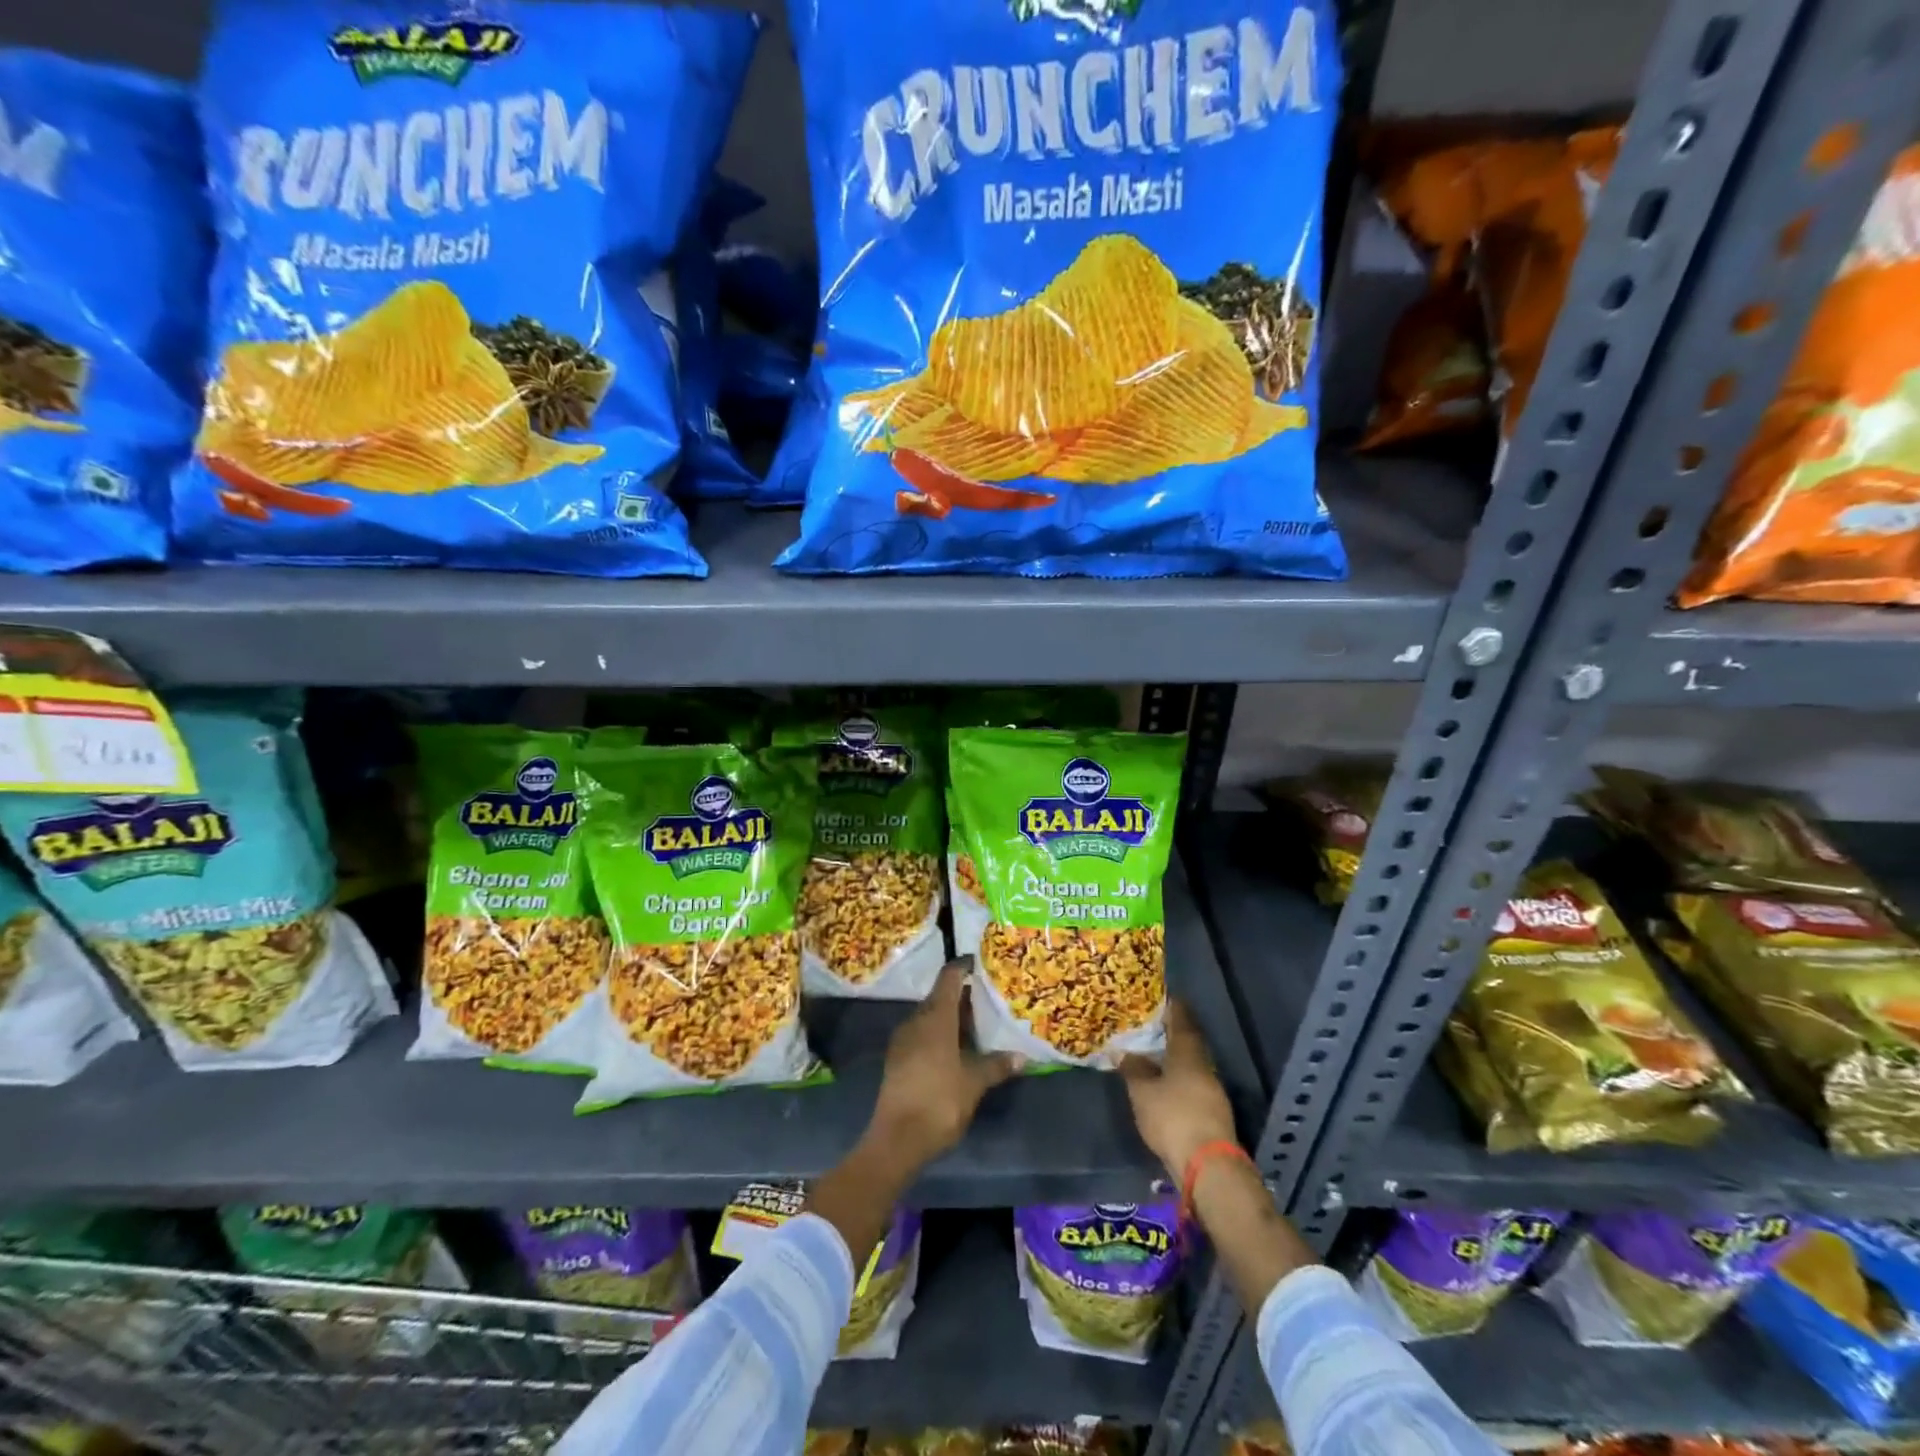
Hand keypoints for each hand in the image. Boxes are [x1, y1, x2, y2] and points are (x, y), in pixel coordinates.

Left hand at [868, 960, 1023, 1167]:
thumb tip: (1022, 1056)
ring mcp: (903, 1040)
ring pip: (930, 1017)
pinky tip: (956, 1050)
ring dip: (951, 1018)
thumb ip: (997, 1065)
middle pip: (940, 997)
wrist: (897, 1139)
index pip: (949, 977)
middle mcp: (916, 1020)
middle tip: (989, 1000)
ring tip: (977, 1026)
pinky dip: (939, 1035)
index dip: (964, 967)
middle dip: (963, 997)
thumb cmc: (940, 1101)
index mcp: (935, 1016)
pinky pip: (922, 1035)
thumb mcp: (974, 1082)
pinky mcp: (897, 1059)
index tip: (981, 964)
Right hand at [1120, 998, 1238, 1182]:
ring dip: (1173, 1057)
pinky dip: (1176, 1078)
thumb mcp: (1143, 1091)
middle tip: (1148, 1025)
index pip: (1181, 1018)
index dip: (1171, 1005)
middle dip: (1170, 1032)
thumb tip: (1122, 1050)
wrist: (1207, 1166)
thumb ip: (1133, 1068)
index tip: (1157, 996)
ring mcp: (1211, 1090)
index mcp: (1188, 1052)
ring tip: (1150, 1054)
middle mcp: (1203, 1065)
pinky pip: (1191, 1084)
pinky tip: (1162, 1084)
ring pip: (1190, 1063)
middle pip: (1187, 1041)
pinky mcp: (1211, 1112)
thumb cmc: (1172, 1116)